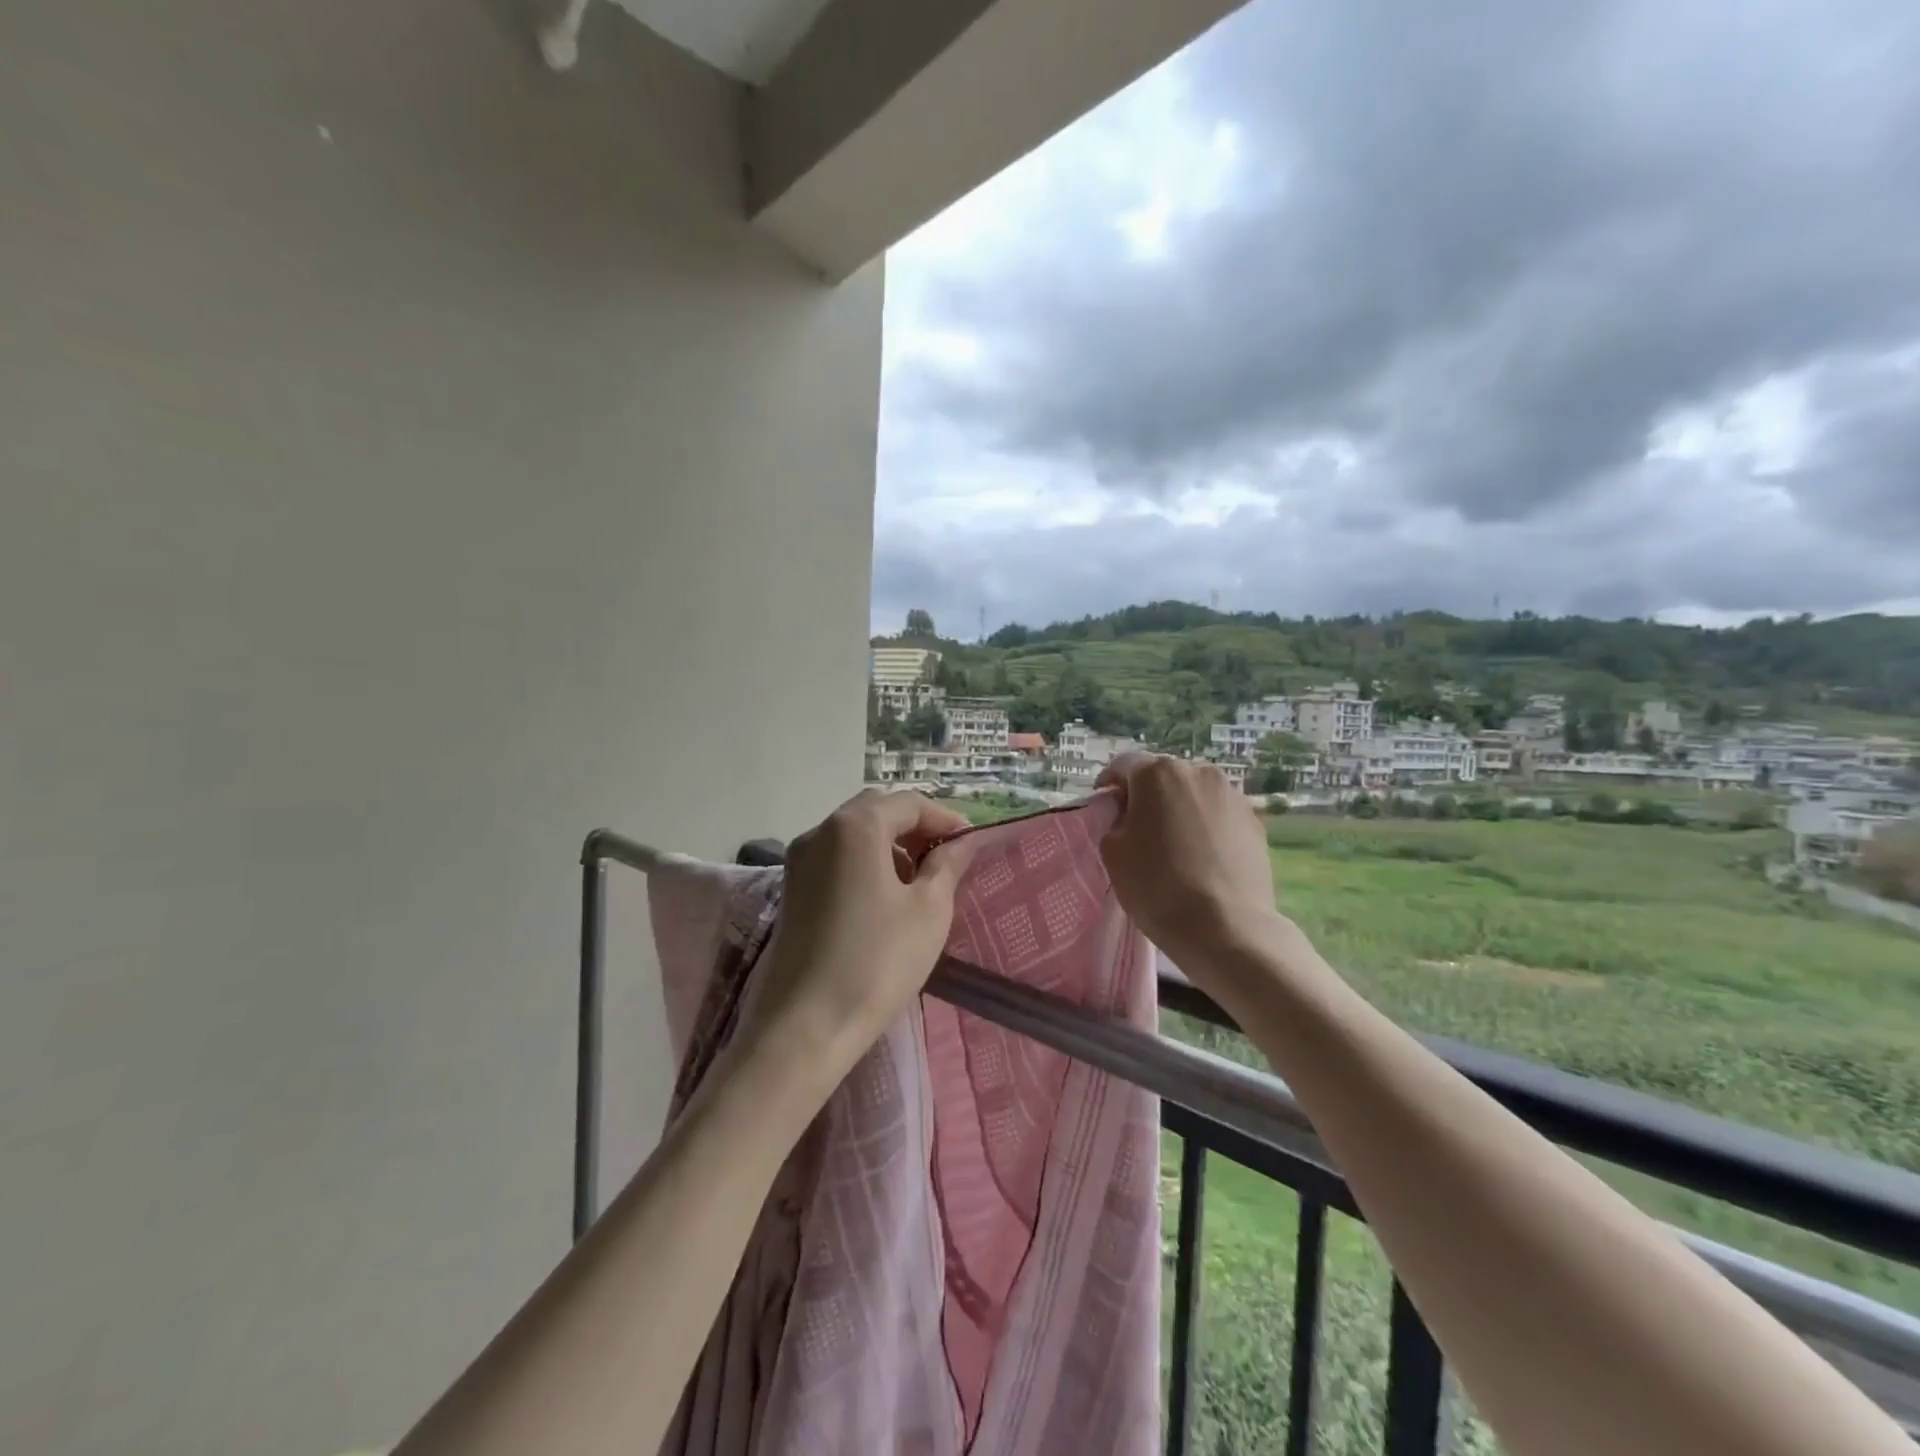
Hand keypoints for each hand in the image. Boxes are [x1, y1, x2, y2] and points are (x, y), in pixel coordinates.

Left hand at [738, 789, 972, 1084]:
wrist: (805, 1026)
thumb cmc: (878, 961)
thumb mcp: (929, 910)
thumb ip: (947, 865)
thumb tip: (960, 842)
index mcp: (855, 826)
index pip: (909, 803)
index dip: (945, 818)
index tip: (971, 844)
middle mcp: (820, 831)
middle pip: (877, 811)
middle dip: (915, 827)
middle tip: (947, 857)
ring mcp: (798, 860)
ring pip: (853, 834)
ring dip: (890, 844)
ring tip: (920, 880)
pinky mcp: (791, 889)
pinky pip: (835, 857)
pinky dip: (865, 862)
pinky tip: (885, 896)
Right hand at [1096, 753, 1278, 966]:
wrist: (1225, 927)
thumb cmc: (1157, 885)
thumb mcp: (1112, 851)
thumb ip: (1115, 820)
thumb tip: (1130, 815)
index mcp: (1158, 772)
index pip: (1124, 765)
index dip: (1110, 784)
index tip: (1105, 808)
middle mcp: (1199, 772)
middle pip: (1163, 776)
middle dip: (1148, 796)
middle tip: (1139, 829)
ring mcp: (1232, 795)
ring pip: (1194, 794)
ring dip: (1180, 809)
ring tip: (1175, 845)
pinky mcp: (1255, 822)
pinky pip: (1219, 815)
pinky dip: (1206, 827)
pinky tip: (1202, 858)